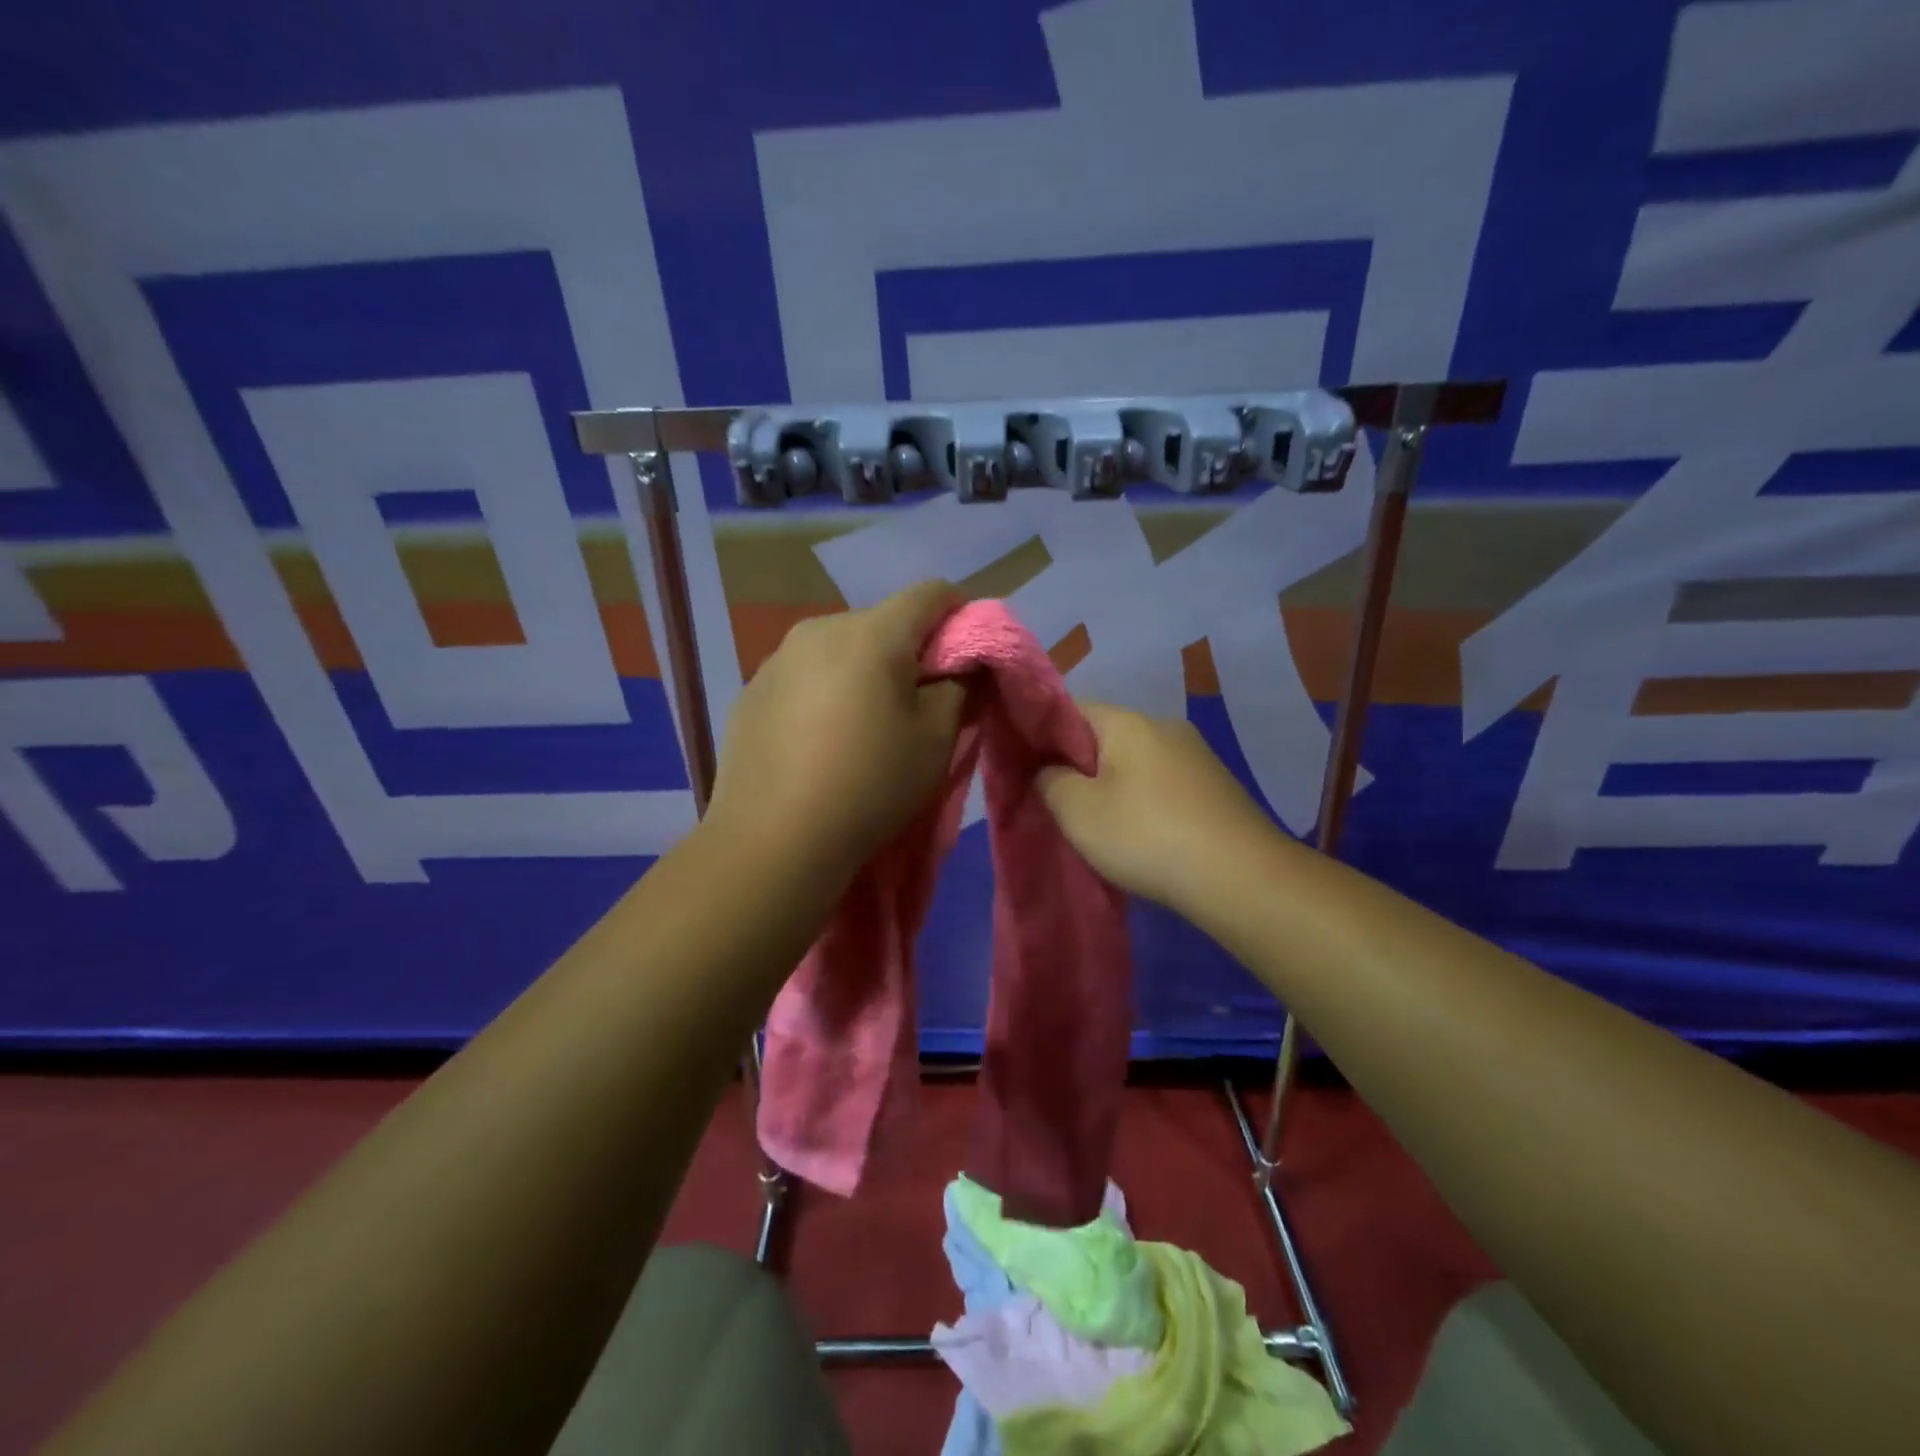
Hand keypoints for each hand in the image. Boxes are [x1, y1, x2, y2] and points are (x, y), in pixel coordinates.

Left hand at [706, 581, 965, 878]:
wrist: (772, 841)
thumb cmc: (869, 785)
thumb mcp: (936, 739)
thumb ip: (959, 688)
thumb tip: (960, 667)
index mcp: (872, 632)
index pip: (931, 593)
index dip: (960, 616)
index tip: (965, 659)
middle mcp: (820, 628)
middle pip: (882, 621)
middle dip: (909, 650)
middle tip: (918, 702)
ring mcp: (778, 658)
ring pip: (841, 648)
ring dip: (863, 671)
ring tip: (863, 725)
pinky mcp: (751, 689)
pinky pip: (805, 674)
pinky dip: (825, 691)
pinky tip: (820, 739)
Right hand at [1038, 702, 1274, 913]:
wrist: (1241, 878)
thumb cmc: (1146, 836)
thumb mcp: (1078, 811)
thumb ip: (1050, 781)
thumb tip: (1049, 769)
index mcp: (1128, 721)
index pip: (1071, 710)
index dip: (1043, 736)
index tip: (1030, 771)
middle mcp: (1166, 726)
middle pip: (1105, 737)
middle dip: (1080, 767)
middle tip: (1063, 807)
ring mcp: (1197, 757)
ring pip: (1137, 764)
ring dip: (1115, 788)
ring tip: (1102, 828)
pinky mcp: (1217, 788)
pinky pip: (1165, 785)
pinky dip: (1146, 804)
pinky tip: (1145, 837)